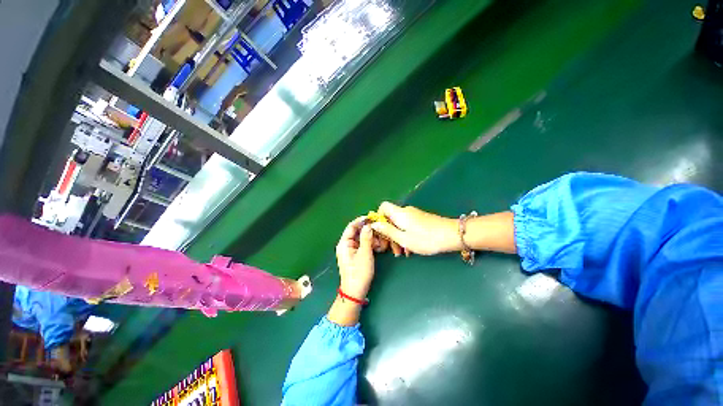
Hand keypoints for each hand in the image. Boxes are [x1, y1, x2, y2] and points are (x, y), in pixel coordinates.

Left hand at [335, 216, 374, 299]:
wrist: (355, 292)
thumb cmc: (359, 273)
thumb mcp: (365, 254)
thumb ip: (366, 238)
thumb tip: (368, 225)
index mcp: (344, 243)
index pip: (351, 226)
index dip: (361, 221)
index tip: (372, 218)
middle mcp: (346, 244)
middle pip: (357, 232)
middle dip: (369, 231)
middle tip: (379, 233)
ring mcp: (351, 250)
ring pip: (362, 238)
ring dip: (371, 238)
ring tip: (380, 243)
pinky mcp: (356, 254)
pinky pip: (363, 245)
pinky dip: (371, 244)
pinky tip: (378, 247)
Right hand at [371, 202, 460, 254]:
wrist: (452, 235)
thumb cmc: (426, 238)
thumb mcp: (403, 238)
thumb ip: (387, 231)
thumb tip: (374, 224)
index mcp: (399, 213)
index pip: (383, 206)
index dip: (378, 217)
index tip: (380, 232)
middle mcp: (405, 211)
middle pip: (390, 218)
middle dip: (388, 233)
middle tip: (391, 249)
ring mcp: (414, 215)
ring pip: (399, 224)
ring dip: (397, 237)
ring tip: (401, 253)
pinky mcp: (421, 220)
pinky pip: (408, 226)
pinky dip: (405, 236)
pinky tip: (410, 249)